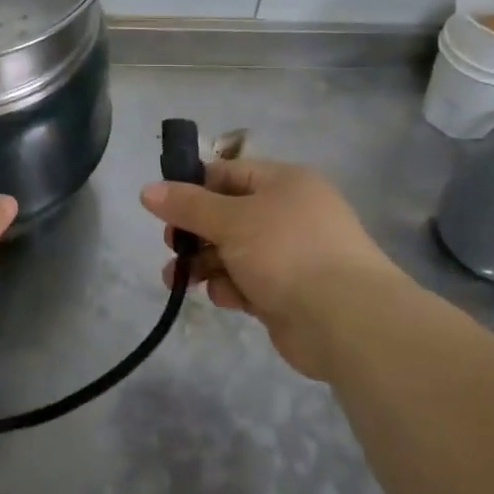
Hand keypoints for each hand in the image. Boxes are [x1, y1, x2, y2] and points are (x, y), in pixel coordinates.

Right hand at [140, 157, 406, 379]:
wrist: (346, 320)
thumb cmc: (286, 252)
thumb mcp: (230, 220)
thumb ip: (187, 205)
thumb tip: (147, 189)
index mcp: (284, 182)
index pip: (227, 173)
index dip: (192, 187)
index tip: (162, 206)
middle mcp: (289, 213)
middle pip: (227, 215)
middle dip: (194, 232)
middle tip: (173, 245)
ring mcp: (291, 255)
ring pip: (233, 251)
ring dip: (204, 263)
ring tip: (177, 279)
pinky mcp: (289, 292)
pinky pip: (248, 281)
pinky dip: (231, 287)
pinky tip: (223, 297)